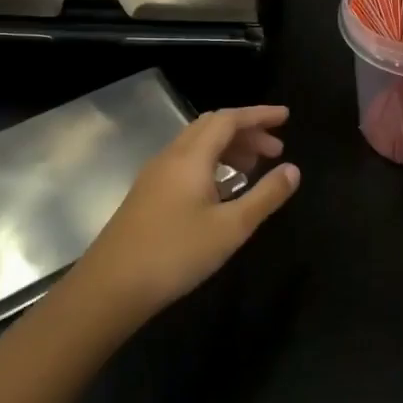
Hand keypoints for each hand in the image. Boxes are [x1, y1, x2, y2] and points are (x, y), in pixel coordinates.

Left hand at [76, 106, 299, 325]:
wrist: (110, 288)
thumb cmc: (175, 254)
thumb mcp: (230, 228)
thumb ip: (265, 196)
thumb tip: (293, 170)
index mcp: (191, 156)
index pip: (229, 119)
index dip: (259, 115)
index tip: (286, 117)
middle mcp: (171, 157)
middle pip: (212, 127)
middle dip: (246, 131)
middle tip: (275, 149)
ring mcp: (155, 175)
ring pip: (197, 145)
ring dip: (229, 148)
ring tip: (254, 168)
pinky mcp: (148, 195)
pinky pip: (186, 163)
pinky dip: (212, 164)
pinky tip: (223, 190)